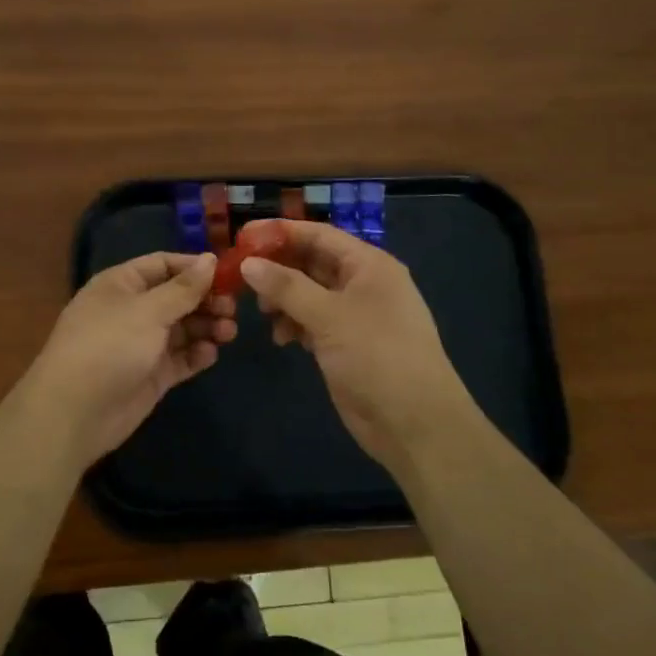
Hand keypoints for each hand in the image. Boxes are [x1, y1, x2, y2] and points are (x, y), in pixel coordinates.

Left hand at [10, 252, 237, 468]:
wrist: (75, 412)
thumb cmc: (109, 346)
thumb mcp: (148, 310)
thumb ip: (183, 288)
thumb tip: (210, 259)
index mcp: (122, 284)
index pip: (163, 264)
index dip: (194, 267)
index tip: (228, 274)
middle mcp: (131, 310)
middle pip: (176, 297)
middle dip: (206, 300)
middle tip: (233, 309)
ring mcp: (141, 344)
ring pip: (182, 328)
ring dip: (206, 327)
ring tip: (229, 332)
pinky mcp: (150, 375)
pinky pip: (180, 358)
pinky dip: (197, 354)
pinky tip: (211, 354)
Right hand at [238, 220, 476, 470]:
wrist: (415, 423)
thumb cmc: (377, 356)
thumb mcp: (329, 316)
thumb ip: (286, 287)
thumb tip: (247, 263)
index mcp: (368, 265)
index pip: (318, 235)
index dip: (280, 232)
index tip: (241, 236)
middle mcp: (363, 283)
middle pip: (312, 262)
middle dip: (278, 268)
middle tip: (240, 277)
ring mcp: (356, 315)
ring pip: (309, 293)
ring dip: (283, 299)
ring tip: (263, 314)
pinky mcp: (347, 343)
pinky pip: (313, 321)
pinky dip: (295, 324)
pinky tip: (281, 339)